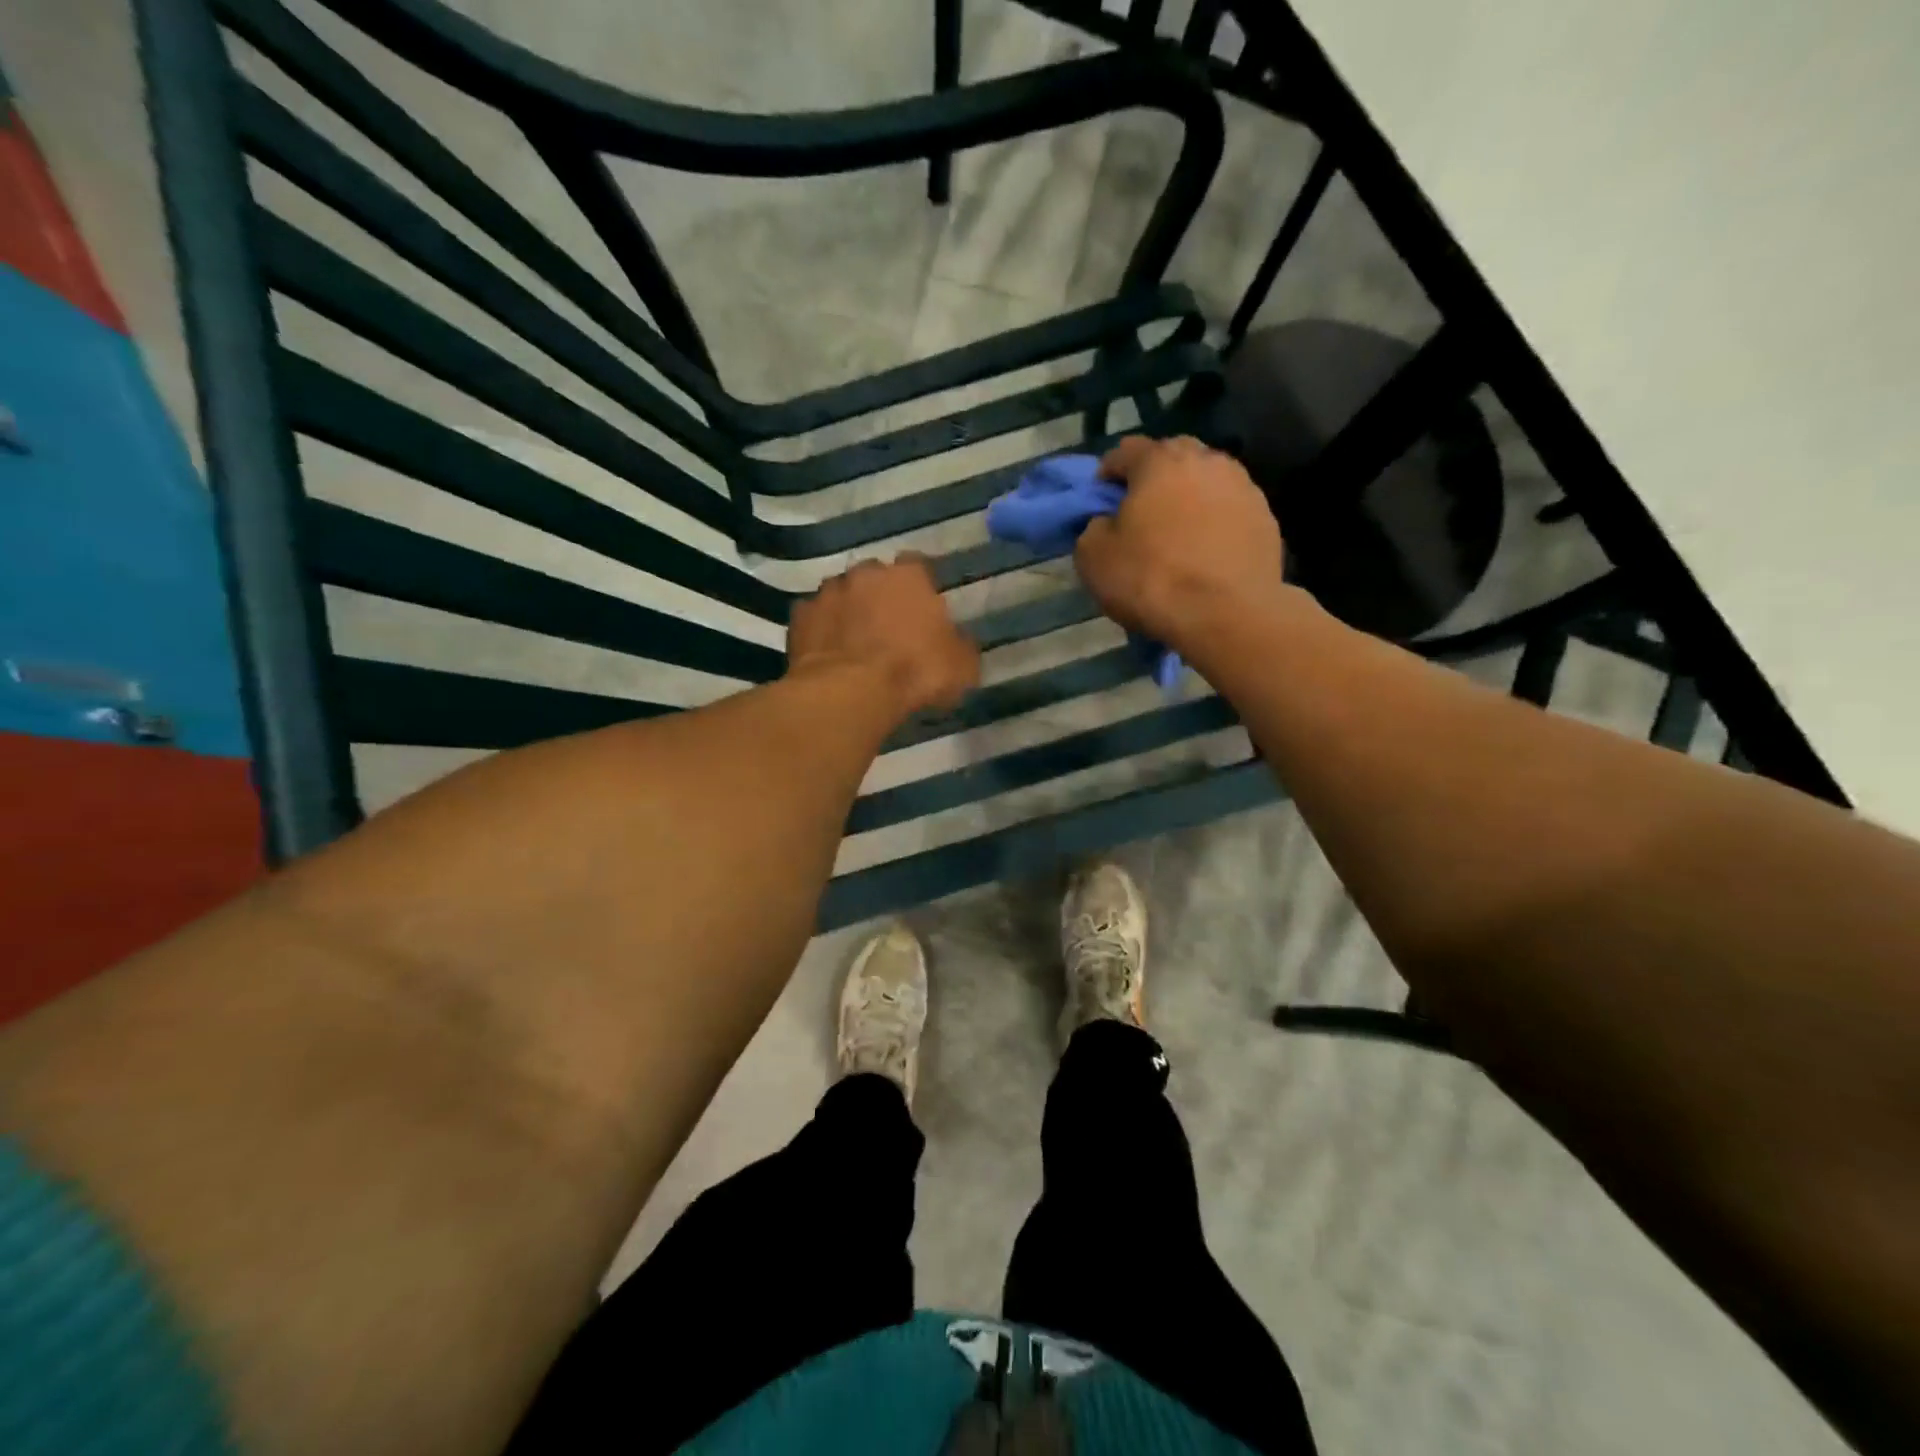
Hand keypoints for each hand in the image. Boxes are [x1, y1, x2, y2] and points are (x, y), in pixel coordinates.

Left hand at [787, 555, 979, 717]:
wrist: (849, 693)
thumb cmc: (914, 673)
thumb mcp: (961, 666)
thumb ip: (961, 645)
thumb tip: (958, 641)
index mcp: (909, 576)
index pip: (919, 565)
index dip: (921, 587)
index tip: (924, 608)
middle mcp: (866, 573)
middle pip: (875, 577)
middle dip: (881, 595)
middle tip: (888, 626)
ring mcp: (828, 592)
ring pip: (842, 594)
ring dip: (848, 610)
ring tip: (854, 641)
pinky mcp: (799, 617)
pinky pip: (814, 618)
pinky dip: (821, 630)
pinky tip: (827, 652)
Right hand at [1075, 436, 1287, 654]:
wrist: (1227, 615)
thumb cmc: (1151, 579)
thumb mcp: (1093, 557)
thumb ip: (1093, 528)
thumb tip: (1106, 523)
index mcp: (1160, 461)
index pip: (1125, 451)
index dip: (1107, 474)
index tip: (1100, 502)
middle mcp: (1206, 461)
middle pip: (1172, 457)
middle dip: (1153, 478)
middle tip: (1141, 514)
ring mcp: (1243, 487)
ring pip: (1206, 482)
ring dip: (1188, 499)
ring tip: (1178, 534)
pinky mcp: (1266, 518)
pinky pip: (1229, 511)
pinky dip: (1215, 523)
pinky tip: (1206, 553)